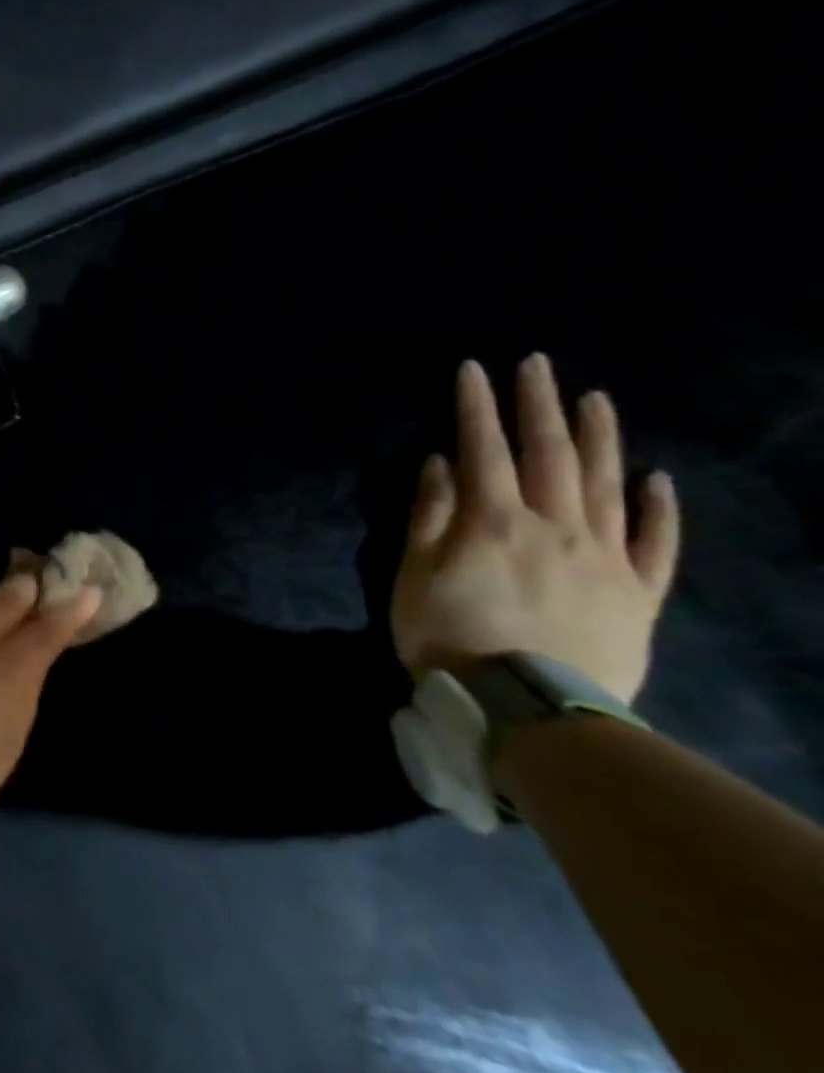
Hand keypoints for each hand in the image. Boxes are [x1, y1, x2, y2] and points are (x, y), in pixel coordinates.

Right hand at [391, 355, 680, 703]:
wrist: (524, 707)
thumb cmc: (449, 635)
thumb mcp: (414, 574)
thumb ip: (429, 515)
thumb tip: (442, 464)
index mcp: (494, 521)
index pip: (484, 450)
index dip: (477, 407)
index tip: (474, 368)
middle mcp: (555, 526)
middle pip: (549, 455)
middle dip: (539, 406)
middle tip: (538, 365)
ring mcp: (604, 557)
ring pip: (605, 485)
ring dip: (599, 438)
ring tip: (595, 399)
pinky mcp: (636, 593)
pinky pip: (655, 543)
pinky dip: (658, 509)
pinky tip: (657, 479)